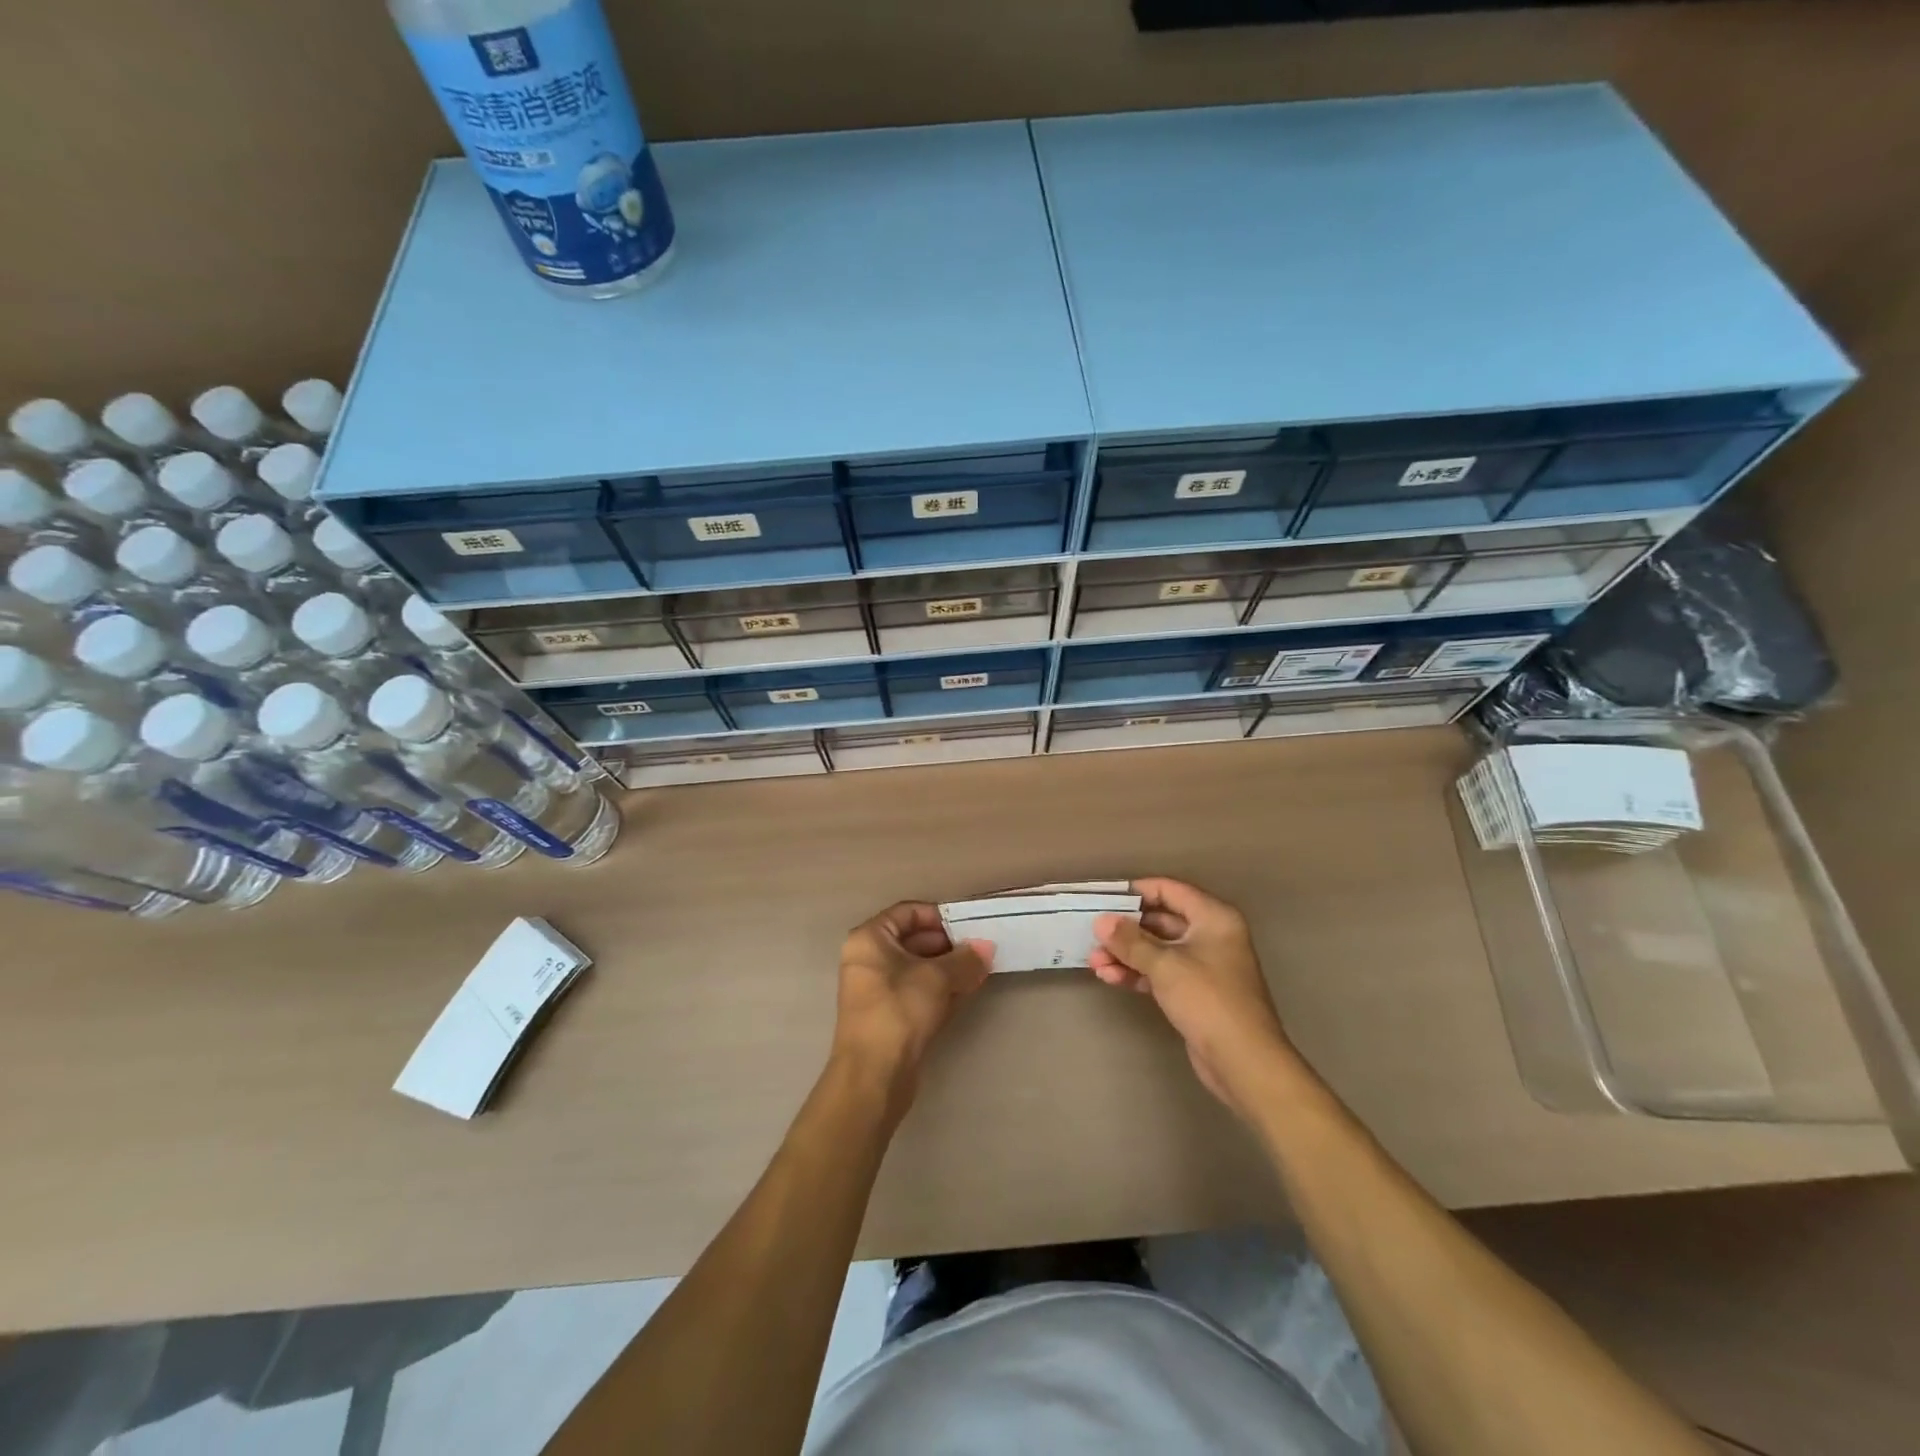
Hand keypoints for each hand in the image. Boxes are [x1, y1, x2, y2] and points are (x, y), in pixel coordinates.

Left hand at [832, 902, 993, 1110]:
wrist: (874, 1076)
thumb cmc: (899, 1011)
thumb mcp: (937, 978)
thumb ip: (965, 959)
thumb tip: (985, 948)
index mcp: (869, 939)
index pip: (908, 912)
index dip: (939, 915)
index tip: (968, 926)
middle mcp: (868, 959)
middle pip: (913, 940)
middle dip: (949, 944)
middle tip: (980, 949)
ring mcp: (876, 989)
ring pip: (917, 968)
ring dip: (948, 968)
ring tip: (980, 970)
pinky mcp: (887, 1016)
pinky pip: (916, 991)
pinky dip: (939, 989)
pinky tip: (967, 992)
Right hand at [1091, 878, 1297, 1118]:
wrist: (1244, 1062)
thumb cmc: (1208, 1000)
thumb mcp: (1165, 965)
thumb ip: (1130, 941)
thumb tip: (1101, 922)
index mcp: (1213, 917)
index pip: (1170, 890)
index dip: (1136, 892)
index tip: (1105, 899)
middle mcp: (1211, 935)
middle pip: (1161, 920)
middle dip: (1125, 929)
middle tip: (1093, 935)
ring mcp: (1203, 965)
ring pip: (1158, 949)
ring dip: (1127, 954)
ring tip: (1094, 962)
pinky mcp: (1195, 992)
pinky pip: (1161, 972)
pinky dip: (1137, 973)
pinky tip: (1110, 978)